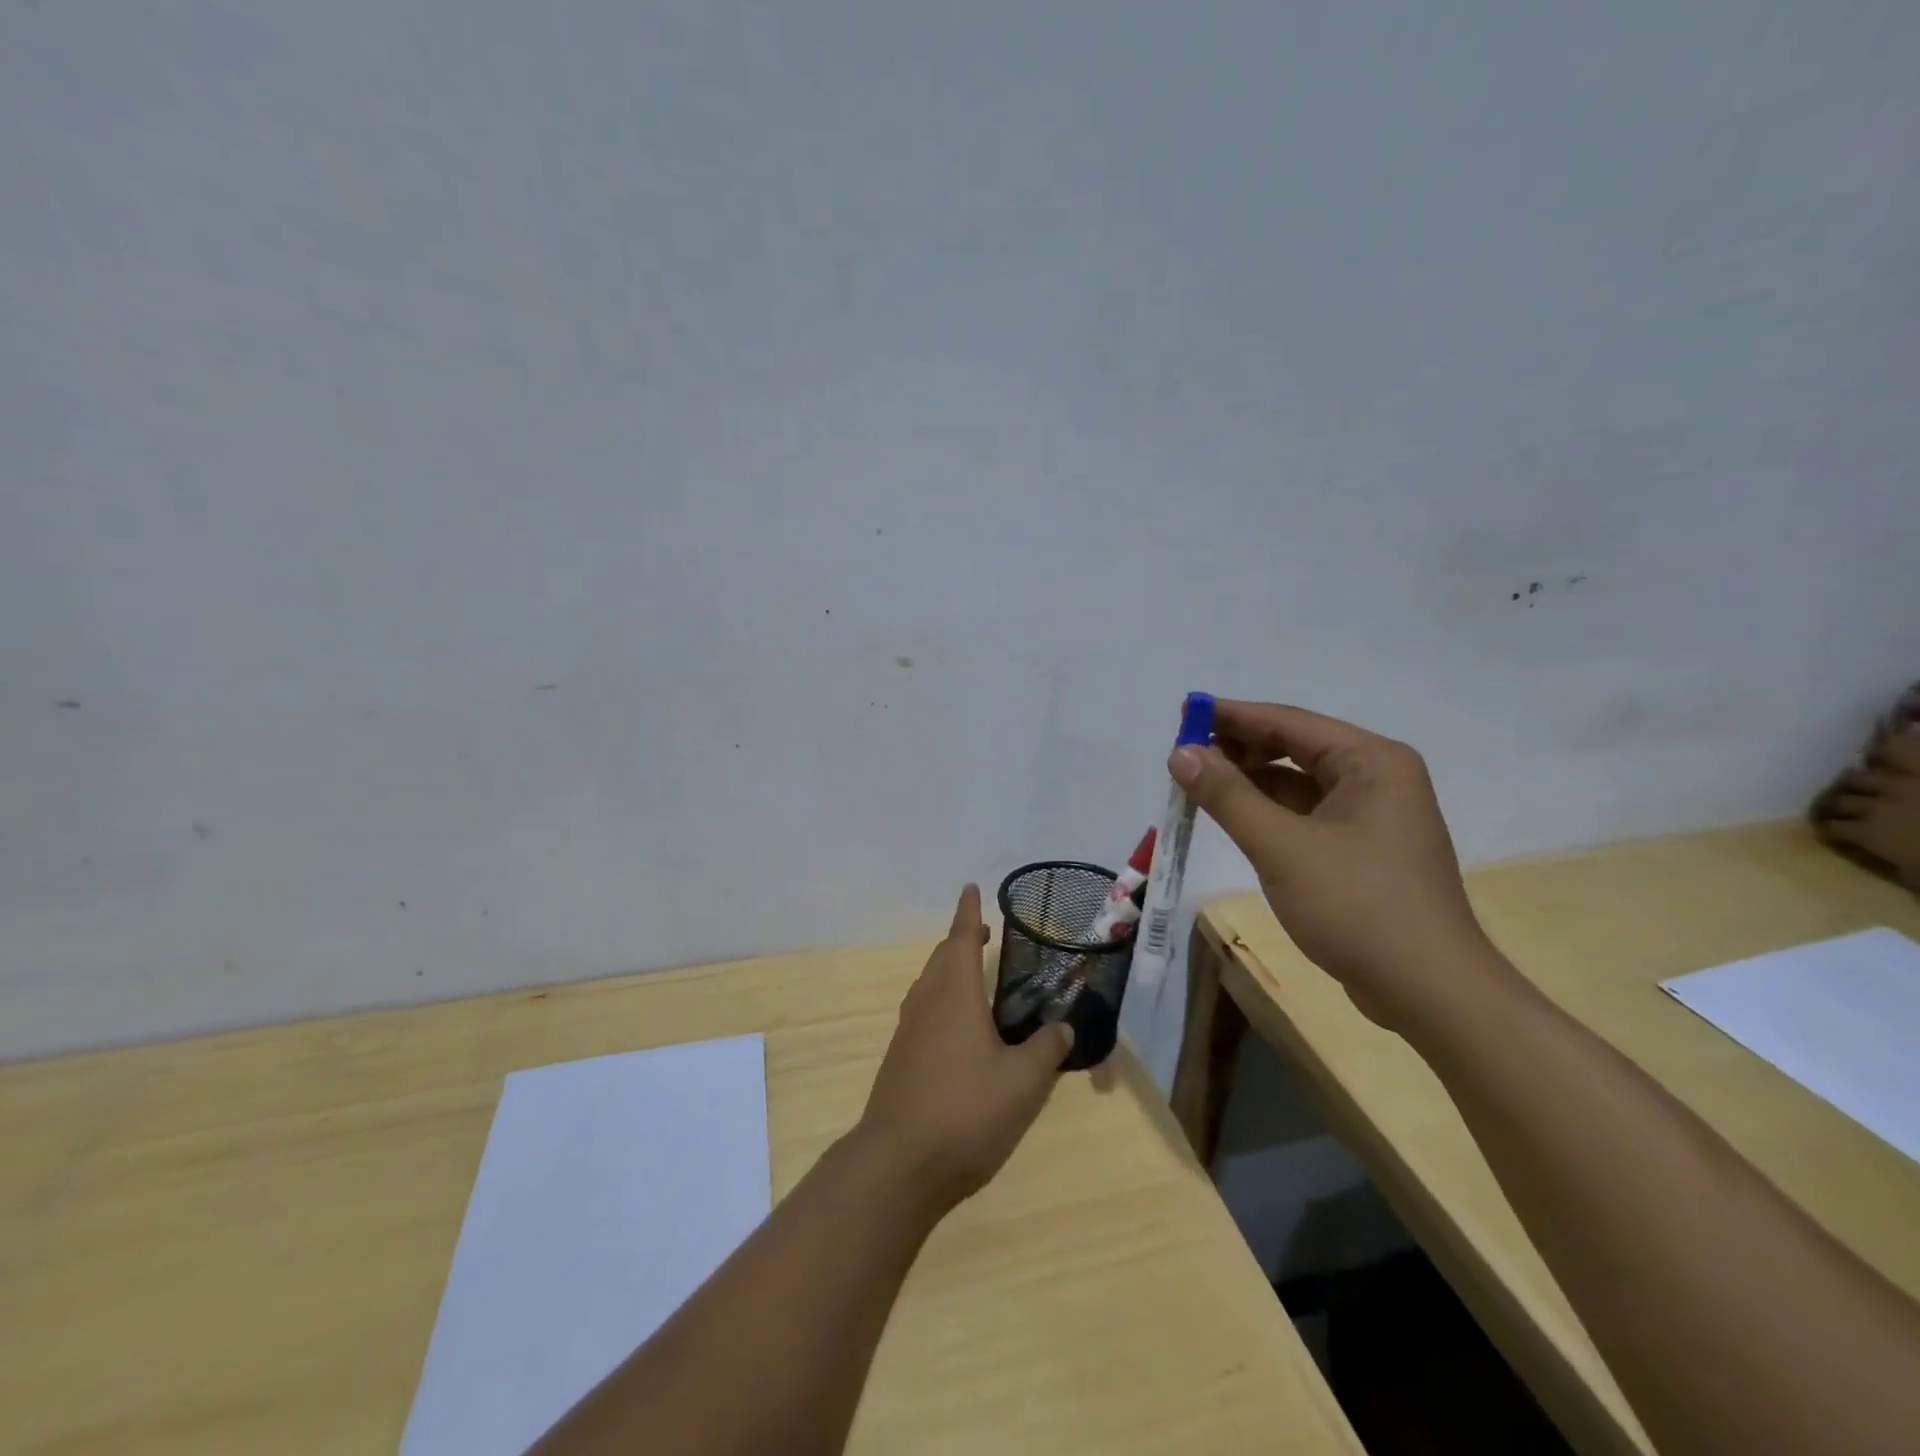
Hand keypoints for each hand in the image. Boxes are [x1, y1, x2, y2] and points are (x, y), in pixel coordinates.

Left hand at [856, 885, 1074, 1210]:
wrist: (899, 1164)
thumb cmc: (965, 1111)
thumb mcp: (1023, 1083)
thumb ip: (1045, 1050)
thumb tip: (1061, 1028)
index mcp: (954, 994)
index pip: (962, 938)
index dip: (969, 912)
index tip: (971, 888)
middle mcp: (927, 1002)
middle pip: (942, 958)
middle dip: (961, 939)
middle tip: (984, 934)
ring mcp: (908, 1030)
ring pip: (929, 984)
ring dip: (950, 969)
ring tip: (974, 975)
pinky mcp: (901, 1058)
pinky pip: (924, 1010)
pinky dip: (942, 999)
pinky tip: (958, 1027)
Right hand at [1169, 701, 1496, 1032]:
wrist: (1430, 993)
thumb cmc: (1358, 907)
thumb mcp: (1281, 847)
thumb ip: (1227, 795)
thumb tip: (1180, 753)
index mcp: (1371, 761)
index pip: (1288, 721)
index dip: (1231, 715)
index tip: (1183, 711)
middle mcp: (1376, 777)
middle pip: (1294, 747)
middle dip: (1239, 749)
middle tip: (1184, 756)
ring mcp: (1372, 816)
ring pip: (1298, 783)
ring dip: (1249, 782)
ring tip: (1198, 786)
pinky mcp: (1362, 850)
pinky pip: (1305, 814)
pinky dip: (1268, 812)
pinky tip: (1234, 818)